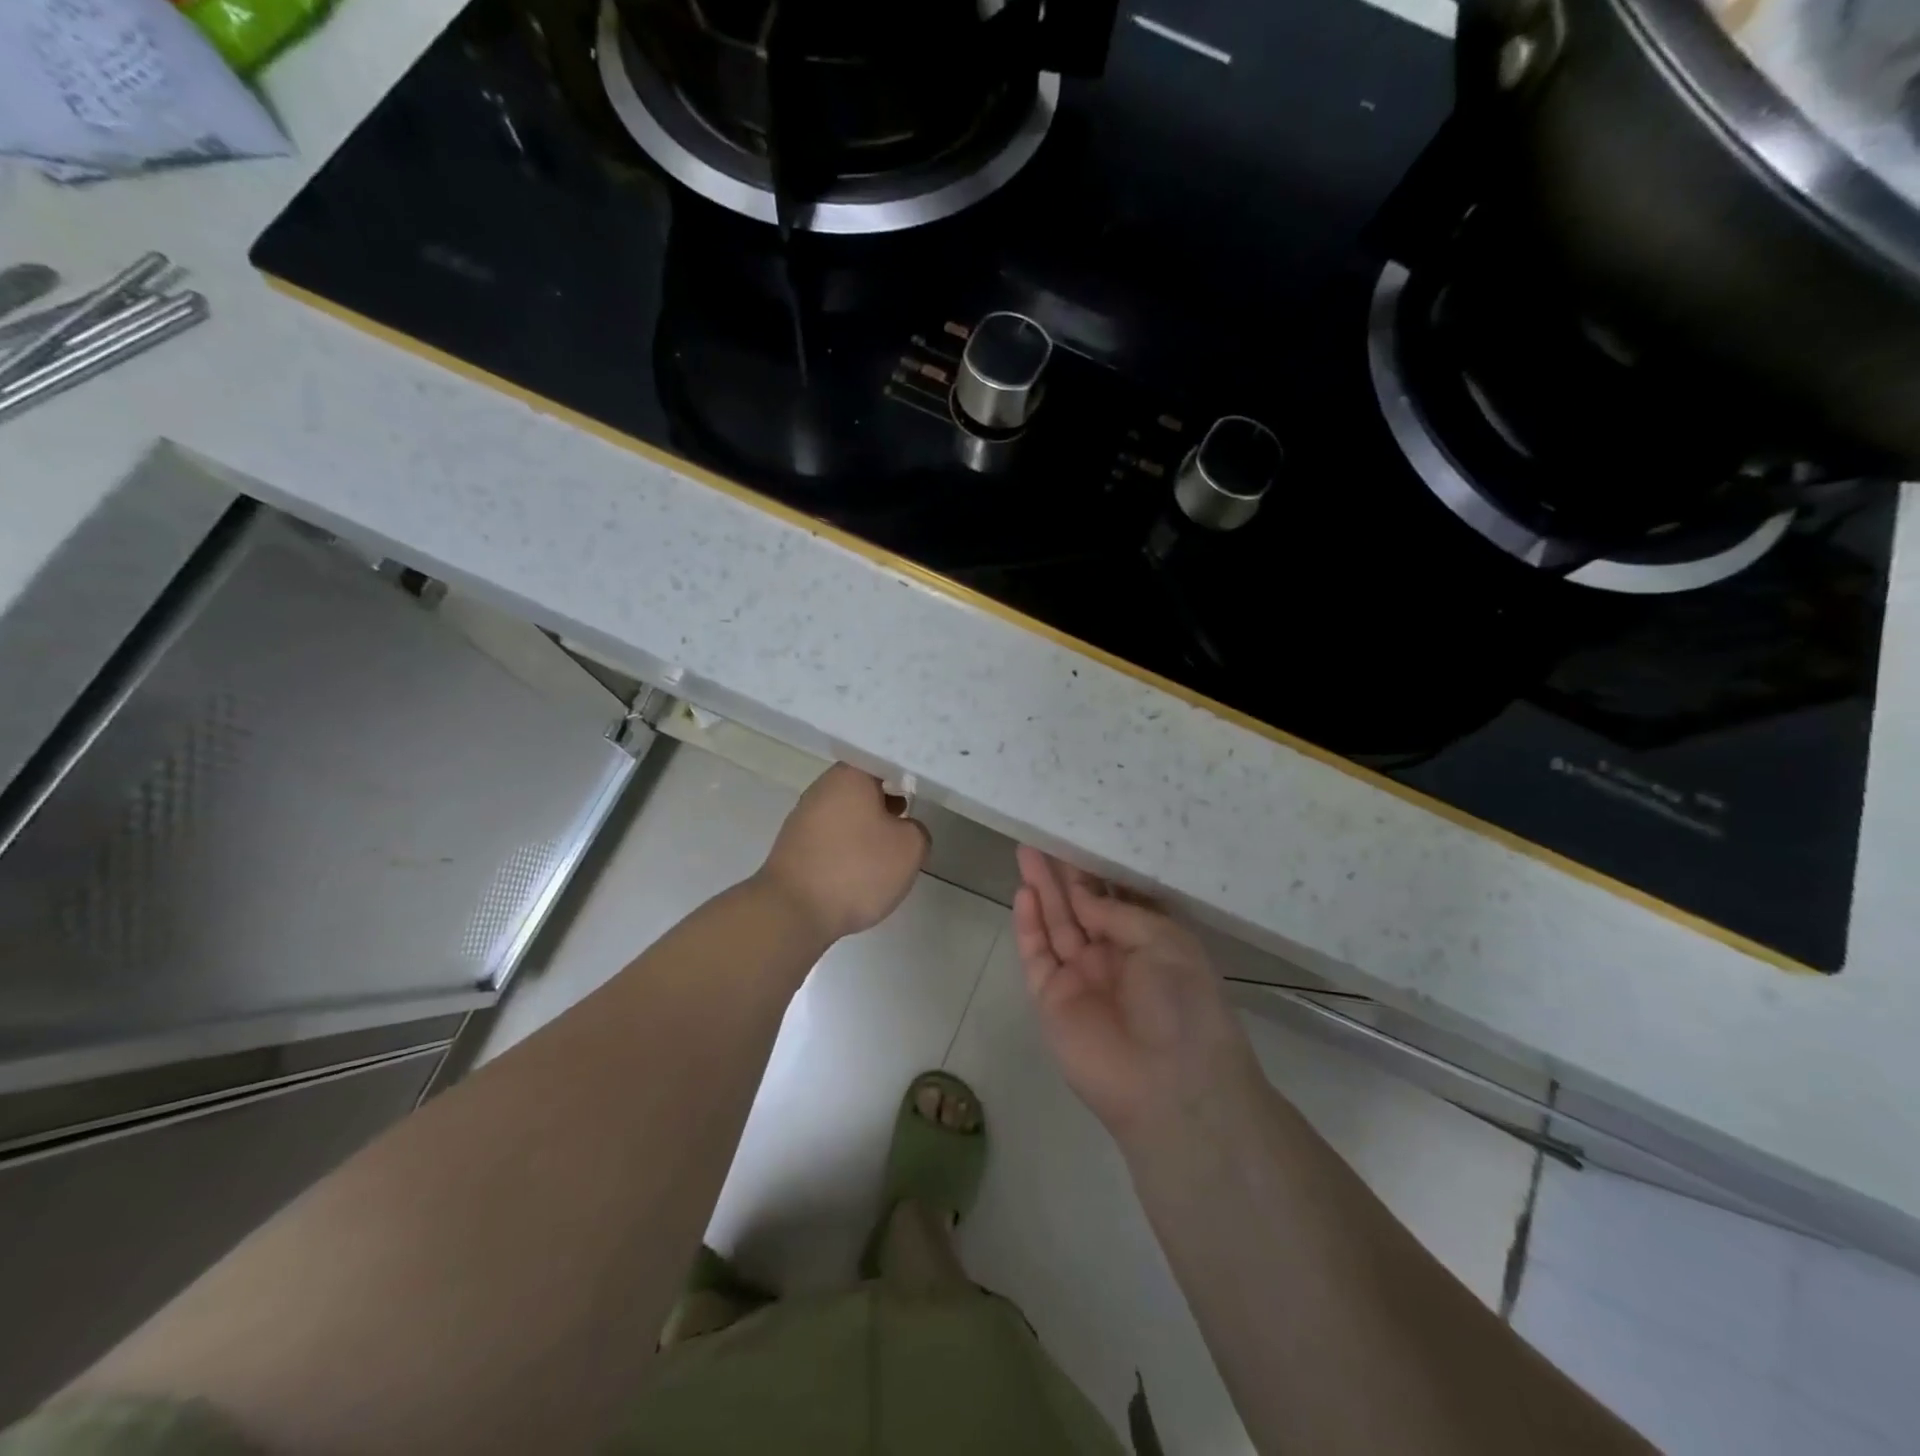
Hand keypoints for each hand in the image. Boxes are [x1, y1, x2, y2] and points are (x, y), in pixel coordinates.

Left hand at [757, 764, 930, 942]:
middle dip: (886, 797)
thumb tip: (906, 828)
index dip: (903, 769)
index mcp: (849, 777)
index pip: (880, 759)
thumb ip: (918, 830)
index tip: (921, 782)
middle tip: (911, 811)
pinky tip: (863, 866)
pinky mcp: (794, 846)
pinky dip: (849, 845)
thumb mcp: (910, 849)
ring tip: (890, 844)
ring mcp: (803, 817)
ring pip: (845, 811)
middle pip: (861, 785)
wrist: (793, 912)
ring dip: (867, 823)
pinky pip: (831, 836)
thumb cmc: (857, 869)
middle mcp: (822, 788)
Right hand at [1013, 847, 1260, 1145]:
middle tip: (1042, 836)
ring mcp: (1079, 976)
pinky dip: (1028, 925)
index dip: (1095, 869)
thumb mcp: (1166, 941)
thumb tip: (1081, 896)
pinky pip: (1037, 954)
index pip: (1114, 897)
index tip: (1077, 836)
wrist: (1170, 1085)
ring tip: (1026, 851)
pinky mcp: (1051, 997)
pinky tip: (1024, 893)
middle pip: (1080, 905)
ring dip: (1041, 889)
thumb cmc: (1183, 1004)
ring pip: (1055, 923)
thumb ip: (1118, 912)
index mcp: (1148, 942)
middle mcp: (1112, 955)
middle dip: (1062, 872)